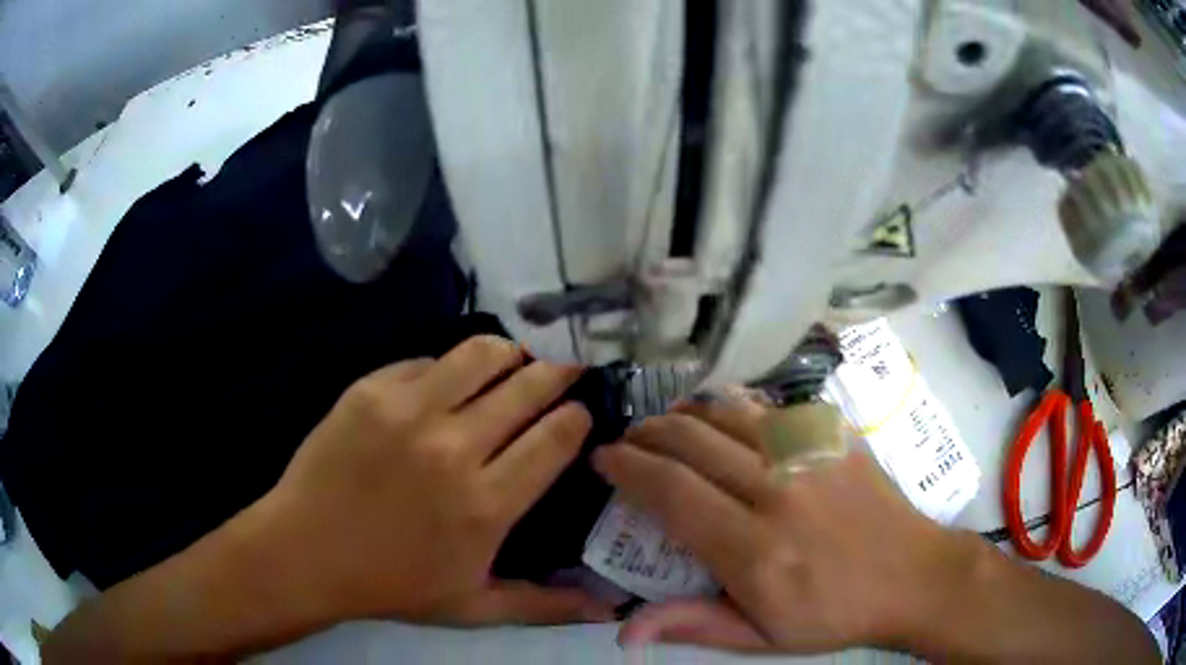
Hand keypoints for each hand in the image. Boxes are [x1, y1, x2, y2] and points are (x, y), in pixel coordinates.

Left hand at [256, 336, 615, 626]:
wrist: (307, 553)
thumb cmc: (392, 585)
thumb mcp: (474, 607)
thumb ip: (546, 605)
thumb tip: (610, 608)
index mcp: (486, 505)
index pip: (556, 437)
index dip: (576, 417)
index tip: (579, 414)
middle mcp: (454, 449)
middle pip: (528, 386)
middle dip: (557, 373)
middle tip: (563, 372)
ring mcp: (408, 412)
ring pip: (481, 354)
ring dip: (509, 353)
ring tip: (514, 361)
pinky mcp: (371, 391)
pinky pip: (426, 361)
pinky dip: (448, 368)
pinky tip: (447, 383)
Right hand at [592, 396, 966, 652]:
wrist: (913, 576)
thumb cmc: (835, 615)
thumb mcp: (761, 638)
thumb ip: (692, 624)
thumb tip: (623, 630)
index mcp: (754, 550)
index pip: (672, 493)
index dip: (628, 469)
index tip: (604, 461)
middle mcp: (778, 491)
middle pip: (692, 442)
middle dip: (647, 434)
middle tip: (628, 440)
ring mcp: (811, 455)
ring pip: (729, 412)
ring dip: (686, 413)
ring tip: (666, 424)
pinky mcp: (836, 436)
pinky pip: (772, 407)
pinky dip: (734, 406)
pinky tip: (724, 416)